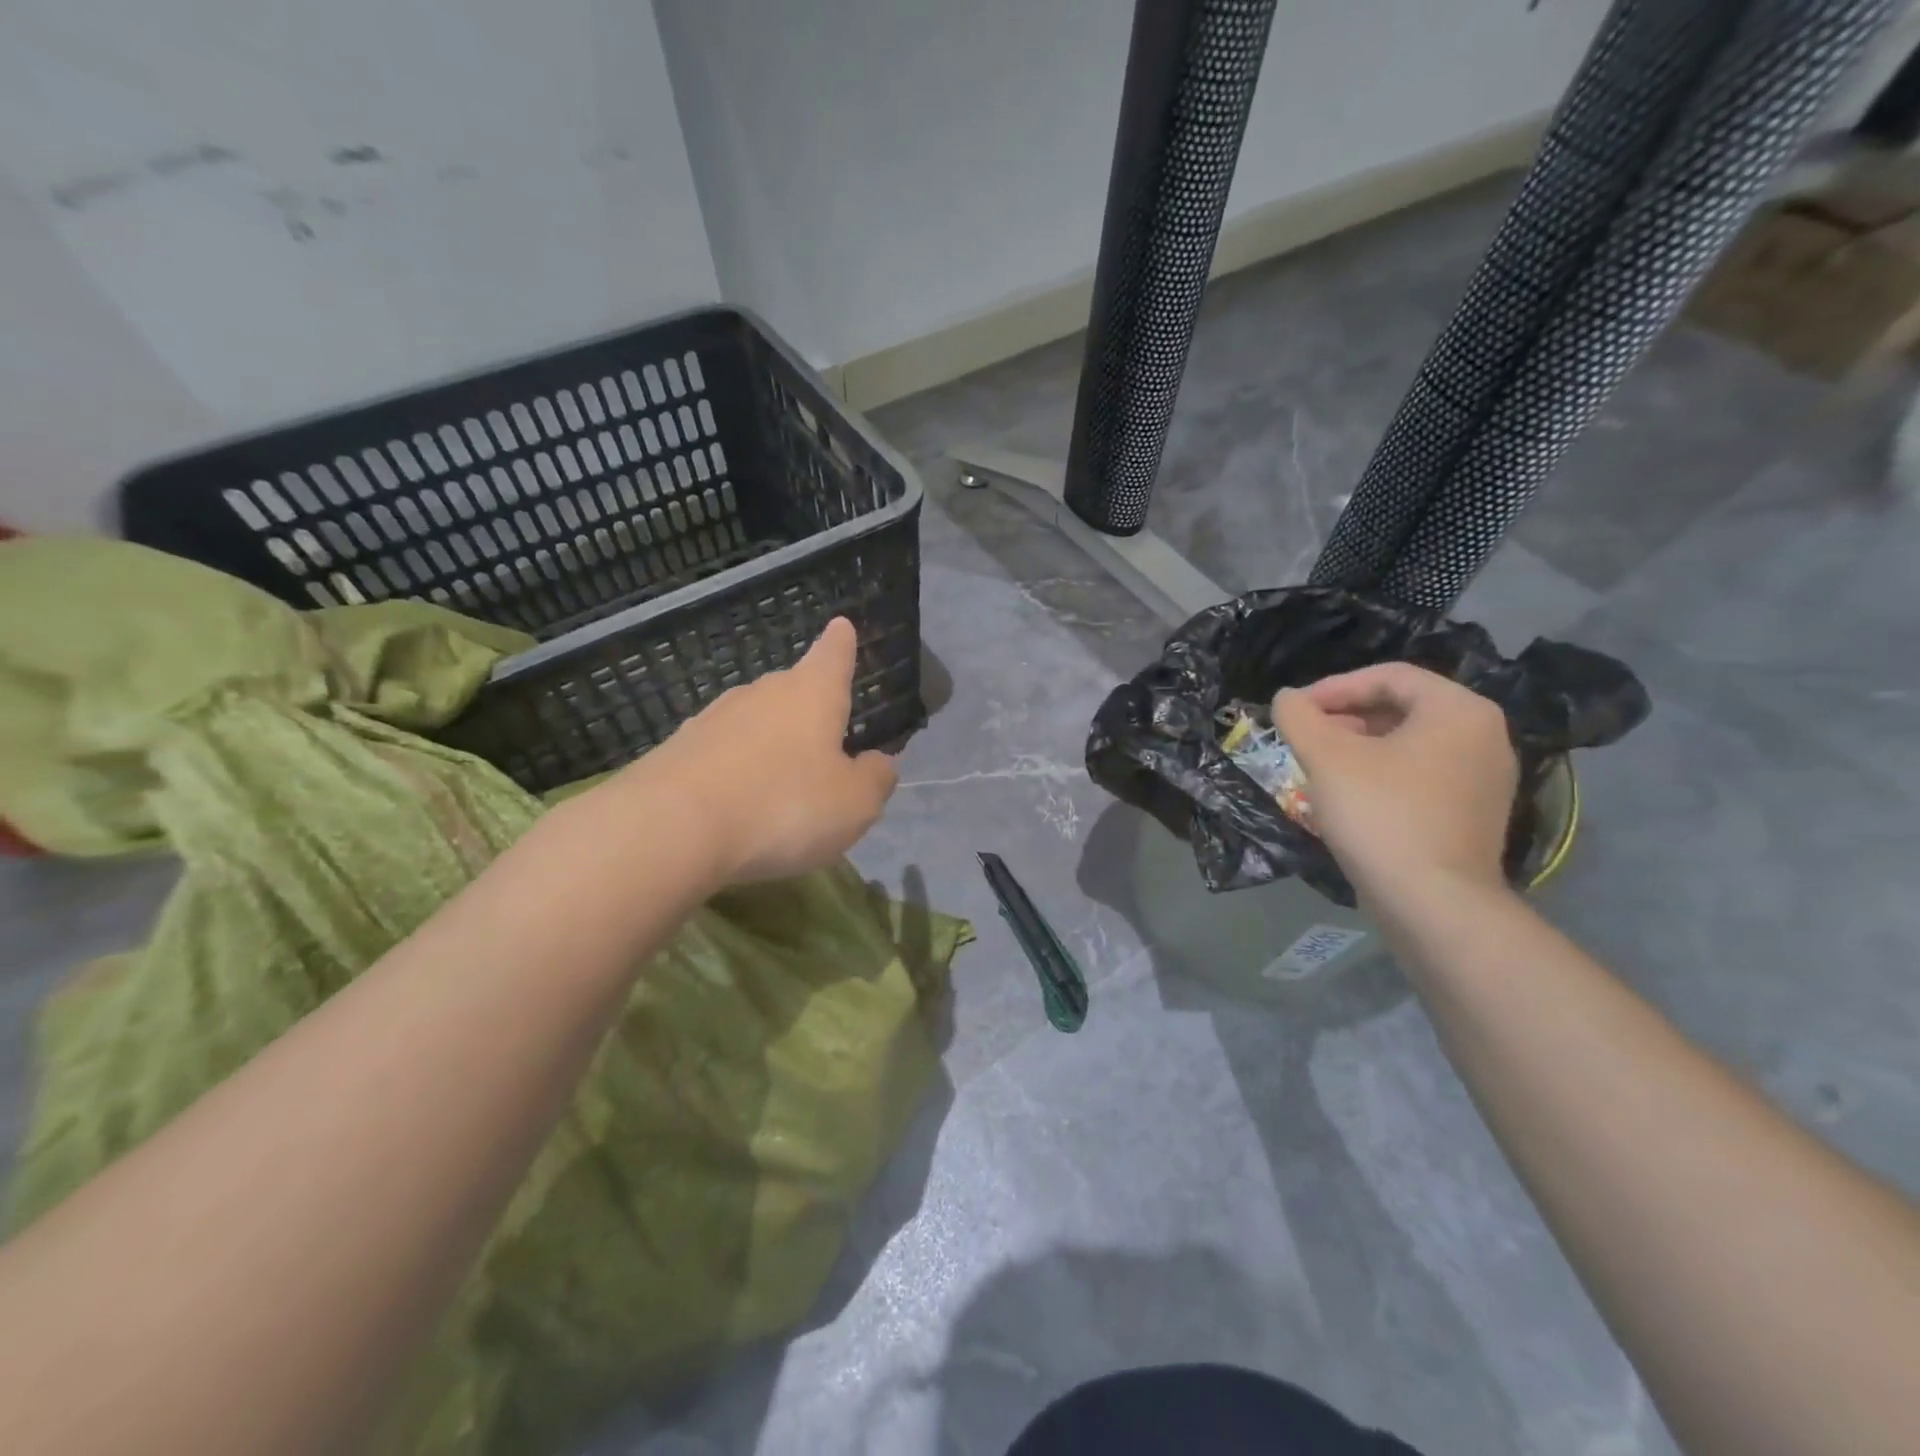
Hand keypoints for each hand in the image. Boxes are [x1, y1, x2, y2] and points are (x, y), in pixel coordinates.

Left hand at [615, 617, 897, 884]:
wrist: (672, 830)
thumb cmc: (785, 807)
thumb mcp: (854, 804)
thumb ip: (875, 779)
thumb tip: (879, 762)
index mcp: (812, 694)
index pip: (833, 655)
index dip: (841, 643)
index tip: (841, 626)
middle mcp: (762, 694)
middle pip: (792, 689)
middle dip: (808, 707)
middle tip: (822, 738)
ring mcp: (713, 718)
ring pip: (754, 721)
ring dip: (769, 742)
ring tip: (780, 781)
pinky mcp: (677, 750)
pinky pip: (720, 754)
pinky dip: (735, 770)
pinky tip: (737, 803)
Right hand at [1272, 663, 1517, 902]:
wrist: (1433, 902)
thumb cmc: (1381, 815)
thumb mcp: (1326, 757)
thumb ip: (1299, 717)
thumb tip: (1286, 698)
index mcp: (1459, 710)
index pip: (1389, 676)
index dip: (1334, 687)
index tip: (1295, 709)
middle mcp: (1484, 735)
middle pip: (1402, 707)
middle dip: (1345, 716)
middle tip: (1304, 735)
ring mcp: (1485, 778)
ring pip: (1410, 743)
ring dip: (1359, 745)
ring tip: (1319, 764)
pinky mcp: (1475, 813)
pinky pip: (1422, 774)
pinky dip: (1383, 772)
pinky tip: (1350, 795)